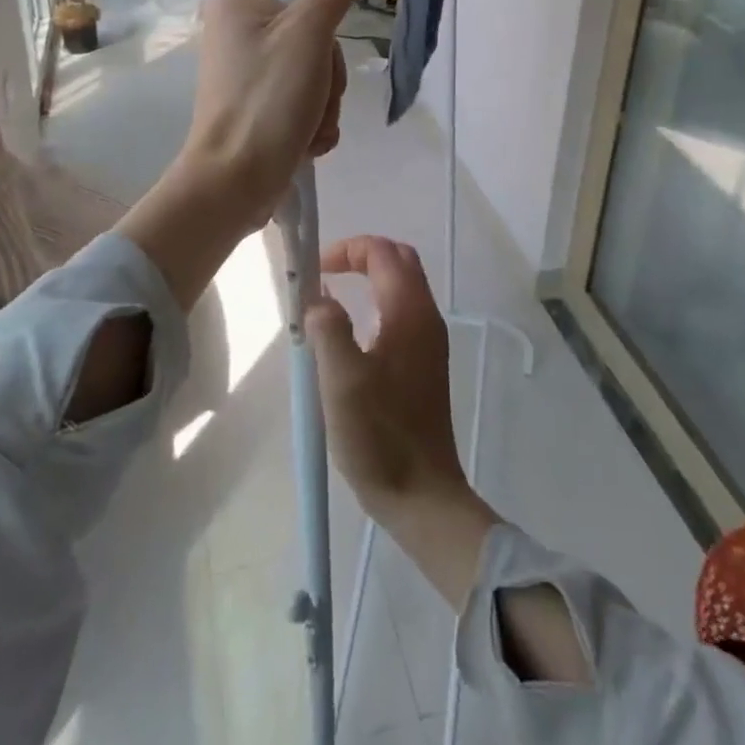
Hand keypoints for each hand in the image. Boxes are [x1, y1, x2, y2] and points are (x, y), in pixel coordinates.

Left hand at [116, 0, 363, 311]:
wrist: (234, 182)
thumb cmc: (268, 101)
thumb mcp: (307, 35)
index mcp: (238, 1)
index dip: (321, 17)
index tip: (318, 46)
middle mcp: (237, 30)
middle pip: (312, 33)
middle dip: (327, 73)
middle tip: (314, 95)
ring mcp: (246, 70)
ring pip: (313, 70)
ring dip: (324, 102)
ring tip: (309, 126)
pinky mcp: (256, 104)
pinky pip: (302, 98)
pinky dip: (312, 120)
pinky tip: (305, 140)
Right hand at [308, 236, 500, 605]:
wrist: (422, 494)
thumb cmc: (380, 436)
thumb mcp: (342, 381)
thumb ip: (328, 328)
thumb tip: (319, 297)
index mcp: (410, 313)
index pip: (383, 253)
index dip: (348, 249)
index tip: (315, 269)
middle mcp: (426, 318)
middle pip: (399, 261)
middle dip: (361, 256)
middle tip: (324, 273)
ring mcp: (429, 341)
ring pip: (403, 286)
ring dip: (368, 278)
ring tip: (330, 299)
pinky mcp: (425, 363)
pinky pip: (402, 312)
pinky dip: (376, 303)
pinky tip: (351, 333)